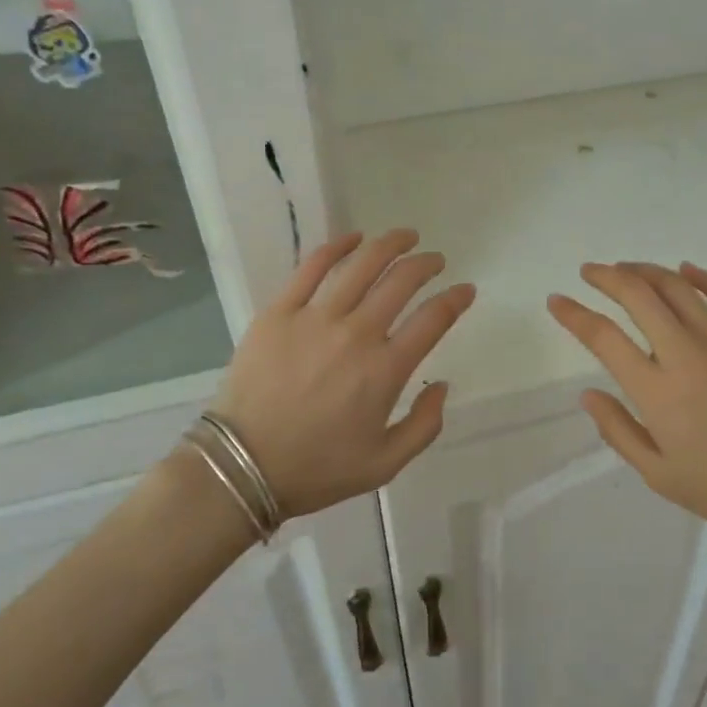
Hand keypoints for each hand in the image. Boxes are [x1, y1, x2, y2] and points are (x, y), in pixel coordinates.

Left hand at [212, 229, 475, 517]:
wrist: (241, 467)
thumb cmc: (316, 469)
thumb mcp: (384, 465)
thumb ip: (424, 426)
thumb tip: (442, 386)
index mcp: (385, 370)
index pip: (433, 319)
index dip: (456, 299)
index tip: (465, 290)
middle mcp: (357, 334)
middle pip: (402, 281)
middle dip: (426, 264)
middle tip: (435, 260)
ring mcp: (316, 318)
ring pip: (362, 265)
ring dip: (391, 244)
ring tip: (405, 237)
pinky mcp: (280, 311)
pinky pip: (312, 267)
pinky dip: (338, 246)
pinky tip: (354, 238)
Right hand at [548, 261, 706, 543]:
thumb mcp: (660, 476)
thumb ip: (619, 431)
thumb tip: (587, 394)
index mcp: (657, 390)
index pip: (604, 337)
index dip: (574, 314)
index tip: (557, 300)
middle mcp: (685, 353)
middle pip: (637, 295)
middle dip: (606, 276)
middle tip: (589, 272)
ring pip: (676, 286)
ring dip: (645, 270)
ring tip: (627, 269)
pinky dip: (701, 275)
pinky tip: (686, 271)